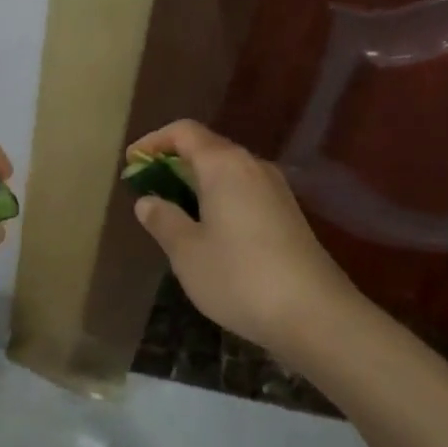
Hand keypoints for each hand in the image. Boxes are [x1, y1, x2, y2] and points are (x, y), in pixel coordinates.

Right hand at [126, 119, 357, 351]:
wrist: (315, 314)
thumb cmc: (240, 277)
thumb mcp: (187, 252)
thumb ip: (163, 220)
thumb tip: (148, 201)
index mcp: (224, 164)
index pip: (183, 132)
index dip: (153, 142)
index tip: (131, 163)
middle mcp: (252, 166)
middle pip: (207, 148)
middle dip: (173, 162)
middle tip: (148, 189)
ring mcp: (276, 189)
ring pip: (227, 171)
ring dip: (197, 182)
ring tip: (174, 211)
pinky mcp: (289, 214)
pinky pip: (244, 190)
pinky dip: (219, 198)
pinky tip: (210, 230)